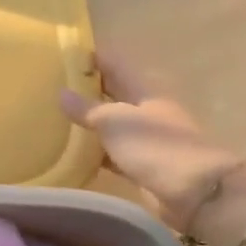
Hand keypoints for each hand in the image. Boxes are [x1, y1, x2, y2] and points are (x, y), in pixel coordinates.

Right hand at [59, 50, 244, 234]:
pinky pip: (110, 153)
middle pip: (113, 94)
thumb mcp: (116, 121)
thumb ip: (87, 109)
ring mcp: (144, 140)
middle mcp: (145, 111)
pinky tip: (72, 153)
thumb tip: (61, 94)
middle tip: (53, 87)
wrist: (193, 191)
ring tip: (55, 119)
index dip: (94, 57)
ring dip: (88, 122)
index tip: (65, 54)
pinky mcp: (140, 166)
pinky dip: (93, 151)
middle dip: (87, 89)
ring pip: (110, 124)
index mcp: (145, 91)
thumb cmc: (155, 146)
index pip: (116, 65)